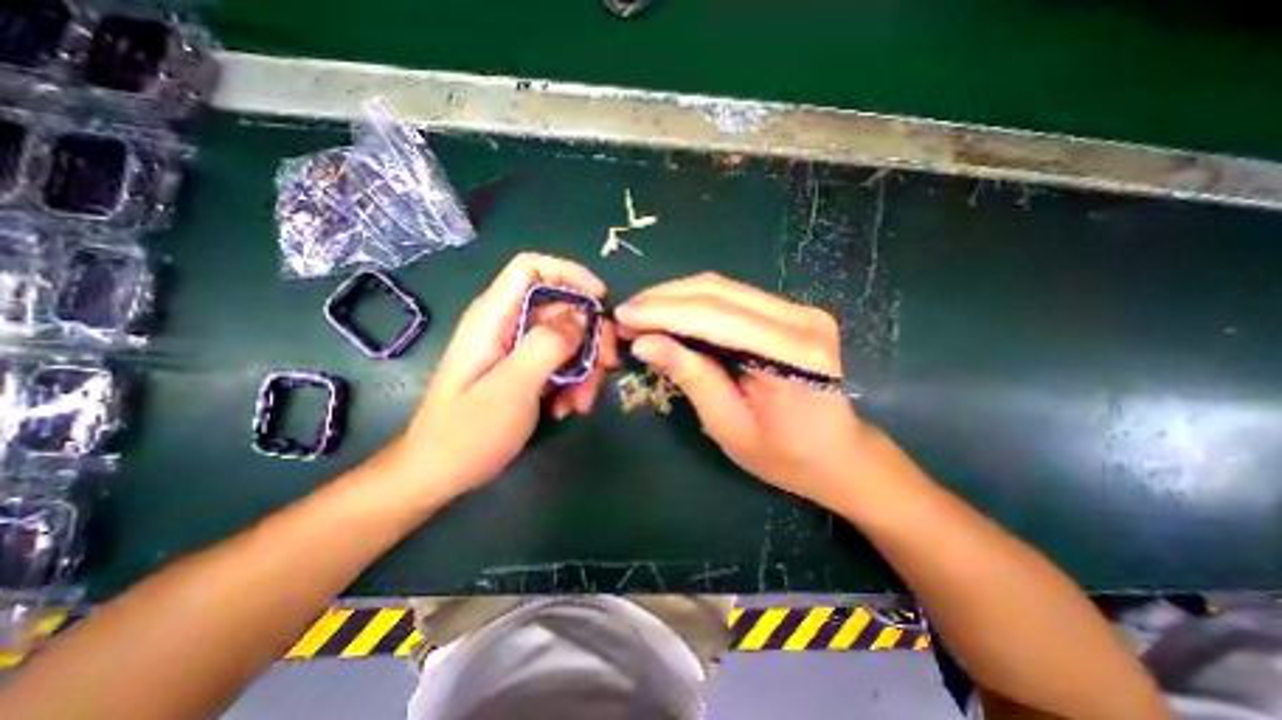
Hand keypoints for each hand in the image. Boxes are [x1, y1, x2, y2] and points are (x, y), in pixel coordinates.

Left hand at [377, 254, 620, 505]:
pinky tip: (568, 408)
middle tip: (607, 365)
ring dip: (585, 367)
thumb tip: (583, 316)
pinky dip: (574, 382)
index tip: (600, 300)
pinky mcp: (525, 371)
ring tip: (581, 403)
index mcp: (494, 317)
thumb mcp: (513, 387)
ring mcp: (517, 350)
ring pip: (568, 339)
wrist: (439, 475)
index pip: (532, 268)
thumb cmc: (467, 433)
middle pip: (561, 308)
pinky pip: (561, 363)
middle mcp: (507, 326)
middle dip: (590, 334)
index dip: (569, 274)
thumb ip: (548, 345)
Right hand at [616, 272, 877, 508]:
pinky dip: (696, 303)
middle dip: (664, 299)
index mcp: (793, 353)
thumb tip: (644, 343)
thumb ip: (691, 376)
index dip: (663, 312)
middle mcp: (801, 318)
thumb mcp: (729, 425)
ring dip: (676, 297)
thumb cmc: (785, 455)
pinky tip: (671, 314)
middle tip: (626, 313)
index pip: (716, 317)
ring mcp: (799, 310)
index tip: (623, 315)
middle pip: (719, 292)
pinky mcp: (791, 312)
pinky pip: (734, 297)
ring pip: (723, 288)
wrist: (837, 454)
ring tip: (642, 313)